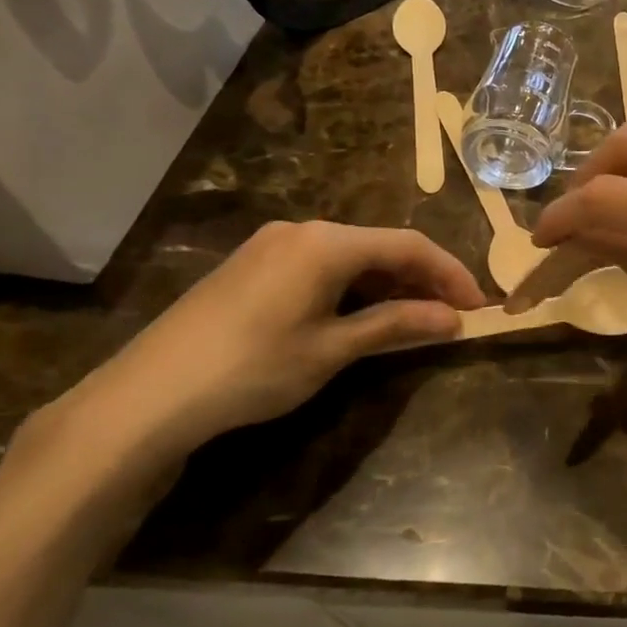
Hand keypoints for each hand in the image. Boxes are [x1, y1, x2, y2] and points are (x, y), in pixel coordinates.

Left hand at [27, 222, 483, 479]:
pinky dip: (353, 288)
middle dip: (422, 279)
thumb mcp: (333, 349)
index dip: (450, 273)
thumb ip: (396, 324)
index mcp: (328, 241)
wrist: (147, 396)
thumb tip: (452, 319)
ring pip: (351, 256)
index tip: (479, 305)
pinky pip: (321, 266)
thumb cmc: (253, 368)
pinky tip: (363, 315)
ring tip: (416, 319)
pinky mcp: (252, 267)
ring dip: (388, 284)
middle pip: (381, 246)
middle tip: (453, 314)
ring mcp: (273, 246)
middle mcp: (302, 230)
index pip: (409, 245)